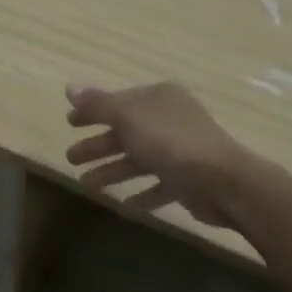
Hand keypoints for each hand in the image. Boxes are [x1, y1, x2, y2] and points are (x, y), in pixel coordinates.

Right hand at [64, 82, 249, 229]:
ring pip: (139, 159)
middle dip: (98, 144)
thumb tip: (70, 87)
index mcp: (159, 99)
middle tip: (71, 158)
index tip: (69, 123)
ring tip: (87, 184)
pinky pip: (158, 185)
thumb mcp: (129, 118)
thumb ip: (99, 105)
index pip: (119, 102)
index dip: (93, 111)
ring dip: (113, 170)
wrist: (222, 182)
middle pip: (126, 131)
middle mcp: (171, 120)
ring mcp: (181, 151)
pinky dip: (141, 193)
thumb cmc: (171, 142)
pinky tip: (124, 204)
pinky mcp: (188, 180)